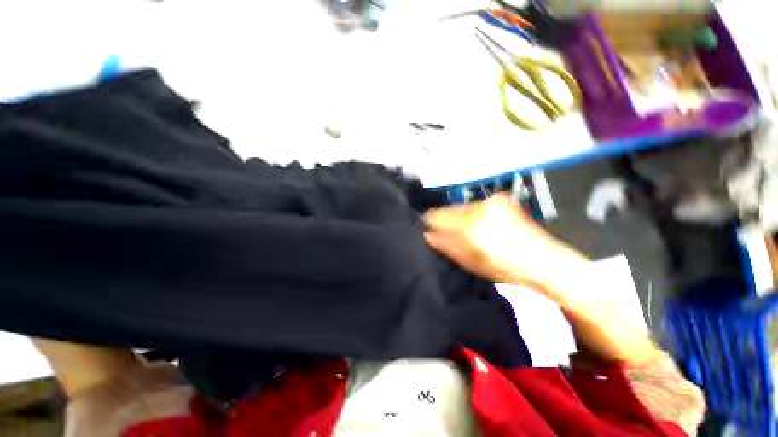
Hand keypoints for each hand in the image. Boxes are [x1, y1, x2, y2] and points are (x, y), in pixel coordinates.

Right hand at [424, 193, 586, 304]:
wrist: (542, 260)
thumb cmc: (504, 267)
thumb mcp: (470, 263)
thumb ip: (446, 246)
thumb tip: (427, 235)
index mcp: (471, 227)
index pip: (437, 216)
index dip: (429, 222)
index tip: (428, 229)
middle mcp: (480, 208)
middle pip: (449, 209)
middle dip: (446, 220)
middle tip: (449, 234)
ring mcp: (492, 201)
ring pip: (462, 206)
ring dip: (459, 217)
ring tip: (468, 231)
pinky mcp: (500, 199)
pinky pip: (475, 205)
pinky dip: (472, 214)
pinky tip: (480, 225)